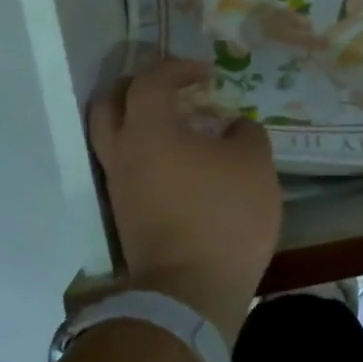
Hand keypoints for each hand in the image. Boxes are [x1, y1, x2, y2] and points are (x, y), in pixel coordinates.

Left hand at [88, 57, 282, 342]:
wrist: (190, 293)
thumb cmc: (223, 216)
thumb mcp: (254, 163)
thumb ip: (245, 132)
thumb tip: (232, 128)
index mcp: (148, 130)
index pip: (151, 81)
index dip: (178, 68)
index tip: (206, 74)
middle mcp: (123, 153)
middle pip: (108, 104)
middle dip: (136, 87)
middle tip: (168, 88)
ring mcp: (119, 187)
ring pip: (113, 139)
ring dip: (139, 122)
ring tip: (178, 125)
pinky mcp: (125, 215)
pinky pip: (128, 167)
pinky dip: (147, 152)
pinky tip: (181, 161)